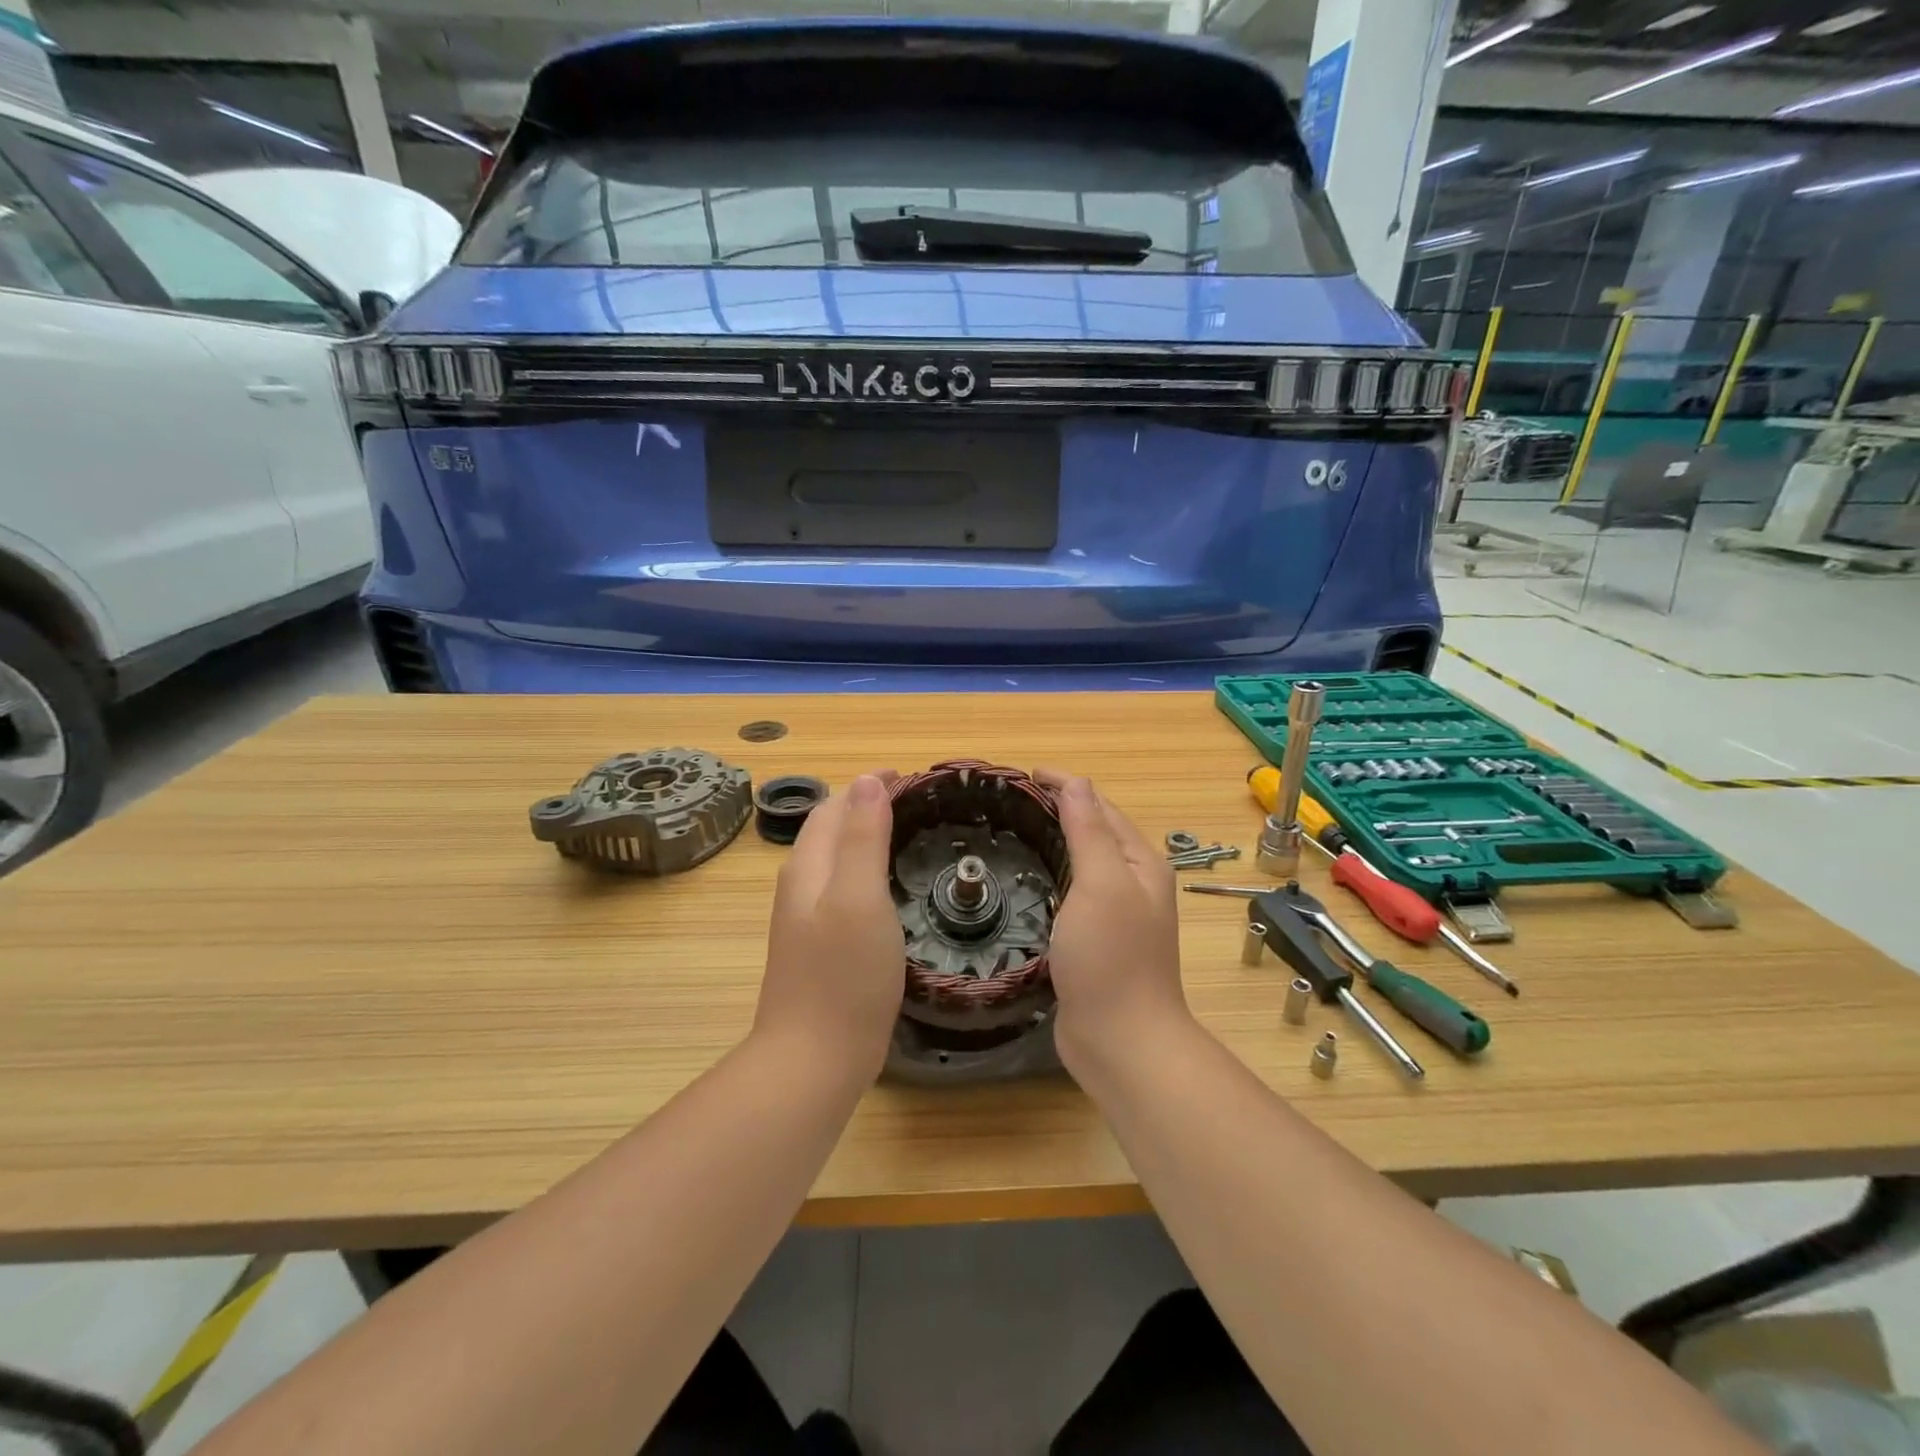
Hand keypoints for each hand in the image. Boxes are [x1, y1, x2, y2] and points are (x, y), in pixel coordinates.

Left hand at [752, 772, 902, 1083]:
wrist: (813, 1060)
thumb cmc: (843, 975)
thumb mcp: (859, 897)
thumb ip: (863, 837)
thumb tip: (867, 779)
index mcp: (808, 867)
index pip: (834, 806)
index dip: (867, 786)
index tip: (911, 778)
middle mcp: (800, 886)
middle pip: (829, 830)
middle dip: (865, 805)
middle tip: (914, 802)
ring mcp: (806, 919)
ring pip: (835, 860)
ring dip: (864, 836)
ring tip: (906, 834)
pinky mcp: (818, 947)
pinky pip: (842, 889)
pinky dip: (865, 870)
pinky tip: (888, 889)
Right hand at [1037, 772, 1191, 1080]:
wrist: (1121, 1040)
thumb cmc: (1111, 957)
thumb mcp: (1101, 884)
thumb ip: (1089, 831)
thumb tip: (1077, 783)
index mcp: (1140, 864)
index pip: (1101, 807)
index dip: (1067, 785)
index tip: (1025, 775)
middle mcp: (1134, 884)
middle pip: (1095, 831)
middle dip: (1060, 809)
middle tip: (1013, 801)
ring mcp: (1116, 915)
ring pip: (1083, 863)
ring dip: (1055, 841)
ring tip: (1015, 832)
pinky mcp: (1095, 942)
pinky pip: (1072, 893)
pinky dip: (1051, 875)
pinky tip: (1028, 881)